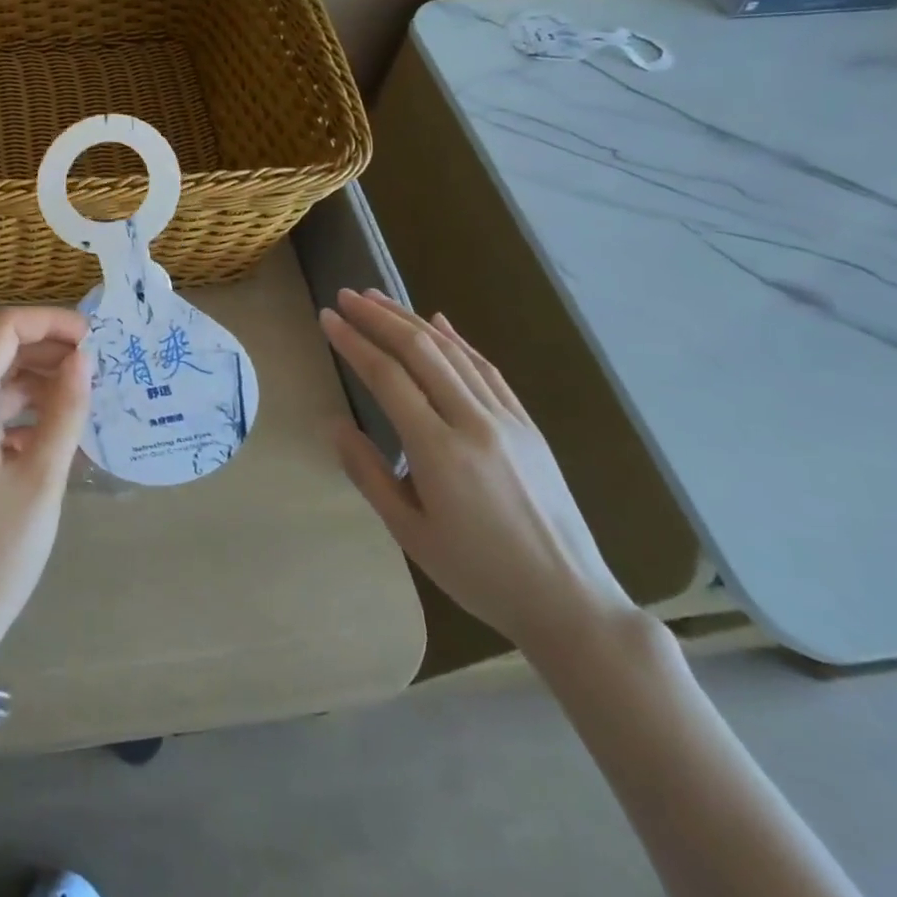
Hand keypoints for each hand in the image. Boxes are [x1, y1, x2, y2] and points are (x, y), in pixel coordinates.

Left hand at [0, 306, 91, 679]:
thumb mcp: (41, 479)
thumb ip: (64, 410)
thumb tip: (83, 359)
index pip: (2, 330)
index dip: (49, 323)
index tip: (94, 339)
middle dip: (48, 350)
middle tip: (99, 367)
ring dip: (38, 383)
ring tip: (86, 398)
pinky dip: (23, 413)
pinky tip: (57, 434)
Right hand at [320, 289, 633, 656]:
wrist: (568, 601)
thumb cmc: (478, 574)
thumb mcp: (410, 533)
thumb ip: (367, 474)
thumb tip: (335, 425)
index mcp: (439, 451)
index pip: (387, 377)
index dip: (354, 342)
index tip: (328, 318)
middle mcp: (474, 422)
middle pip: (421, 351)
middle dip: (379, 317)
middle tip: (347, 296)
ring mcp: (507, 420)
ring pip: (453, 352)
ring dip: (412, 320)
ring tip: (379, 298)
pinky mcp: (528, 425)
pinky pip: (488, 370)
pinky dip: (459, 340)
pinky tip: (439, 321)